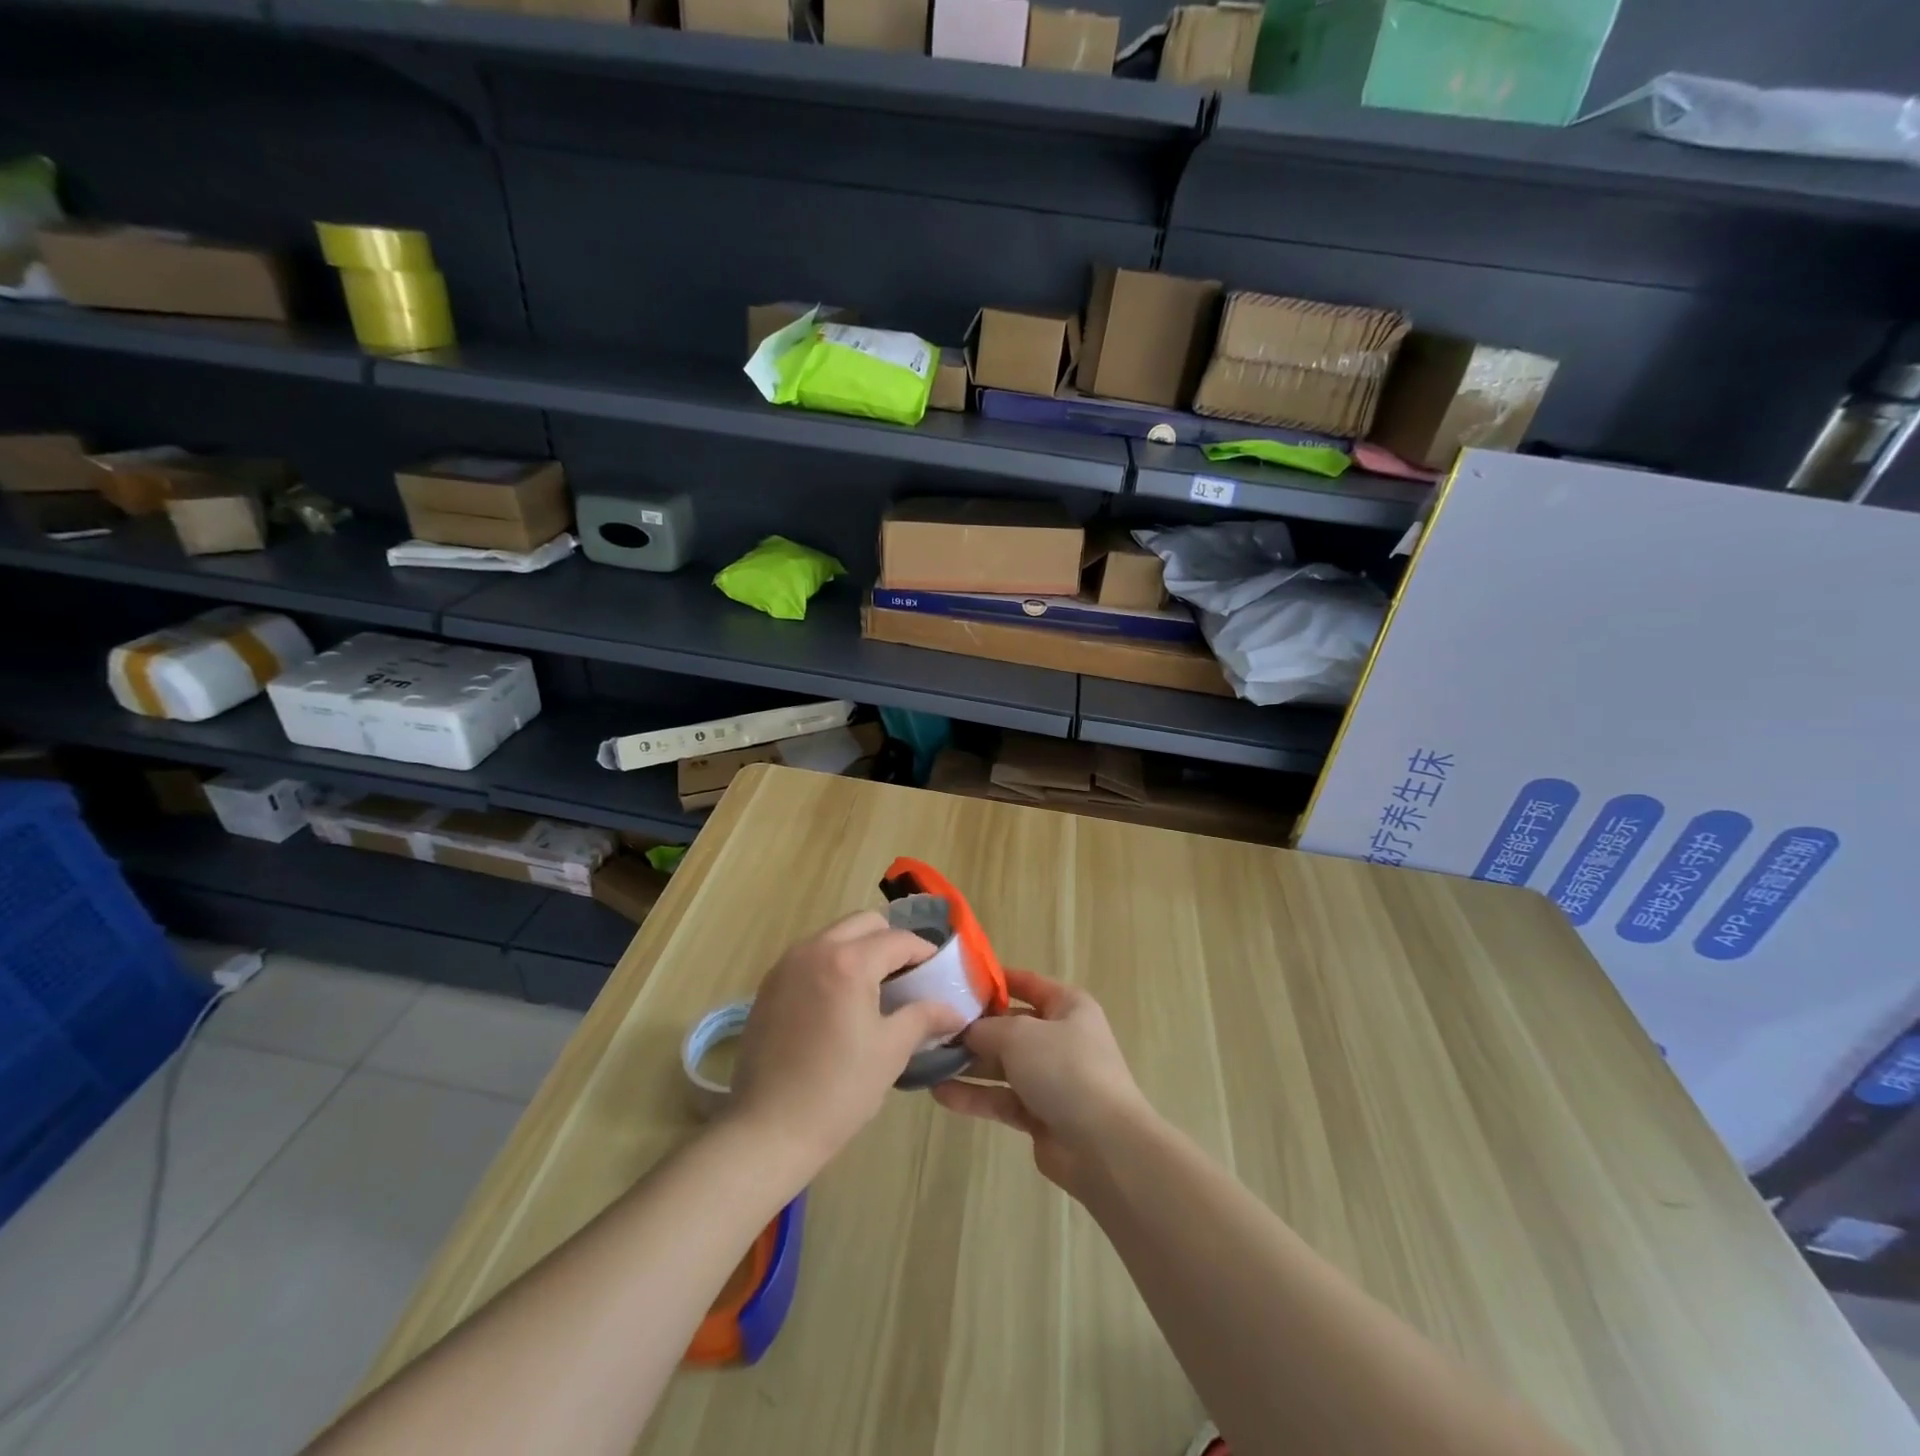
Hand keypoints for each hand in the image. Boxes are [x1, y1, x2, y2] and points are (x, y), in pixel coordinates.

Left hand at [728, 912, 968, 1178]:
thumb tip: (953, 1010)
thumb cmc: (838, 1090)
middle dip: (891, 941)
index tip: (939, 972)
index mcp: (849, 962)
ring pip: (834, 935)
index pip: (898, 940)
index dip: (924, 953)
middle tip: (907, 977)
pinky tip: (840, 1002)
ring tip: (874, 989)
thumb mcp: (891, 1051)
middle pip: (864, 923)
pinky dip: (832, 963)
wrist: (767, 1129)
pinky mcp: (769, 984)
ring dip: (860, 949)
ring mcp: (786, 965)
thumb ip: (924, 1017)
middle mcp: (814, 950)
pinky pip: (810, 956)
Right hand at [930, 969, 1150, 1196]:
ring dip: (968, 1064)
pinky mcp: (1040, 1114)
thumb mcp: (1019, 1035)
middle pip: (1010, 1027)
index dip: (996, 981)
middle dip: (973, 1029)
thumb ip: (986, 1028)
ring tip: (927, 1061)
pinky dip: (974, 1096)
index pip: (1028, 984)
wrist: (1104, 1145)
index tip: (958, 981)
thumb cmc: (1065, 1069)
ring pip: (1002, 1065)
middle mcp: (1061, 1038)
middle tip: (932, 1027)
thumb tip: (964, 1030)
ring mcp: (1051, 1078)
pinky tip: (940, 1093)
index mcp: (1068, 1006)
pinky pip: (1001, 1098)